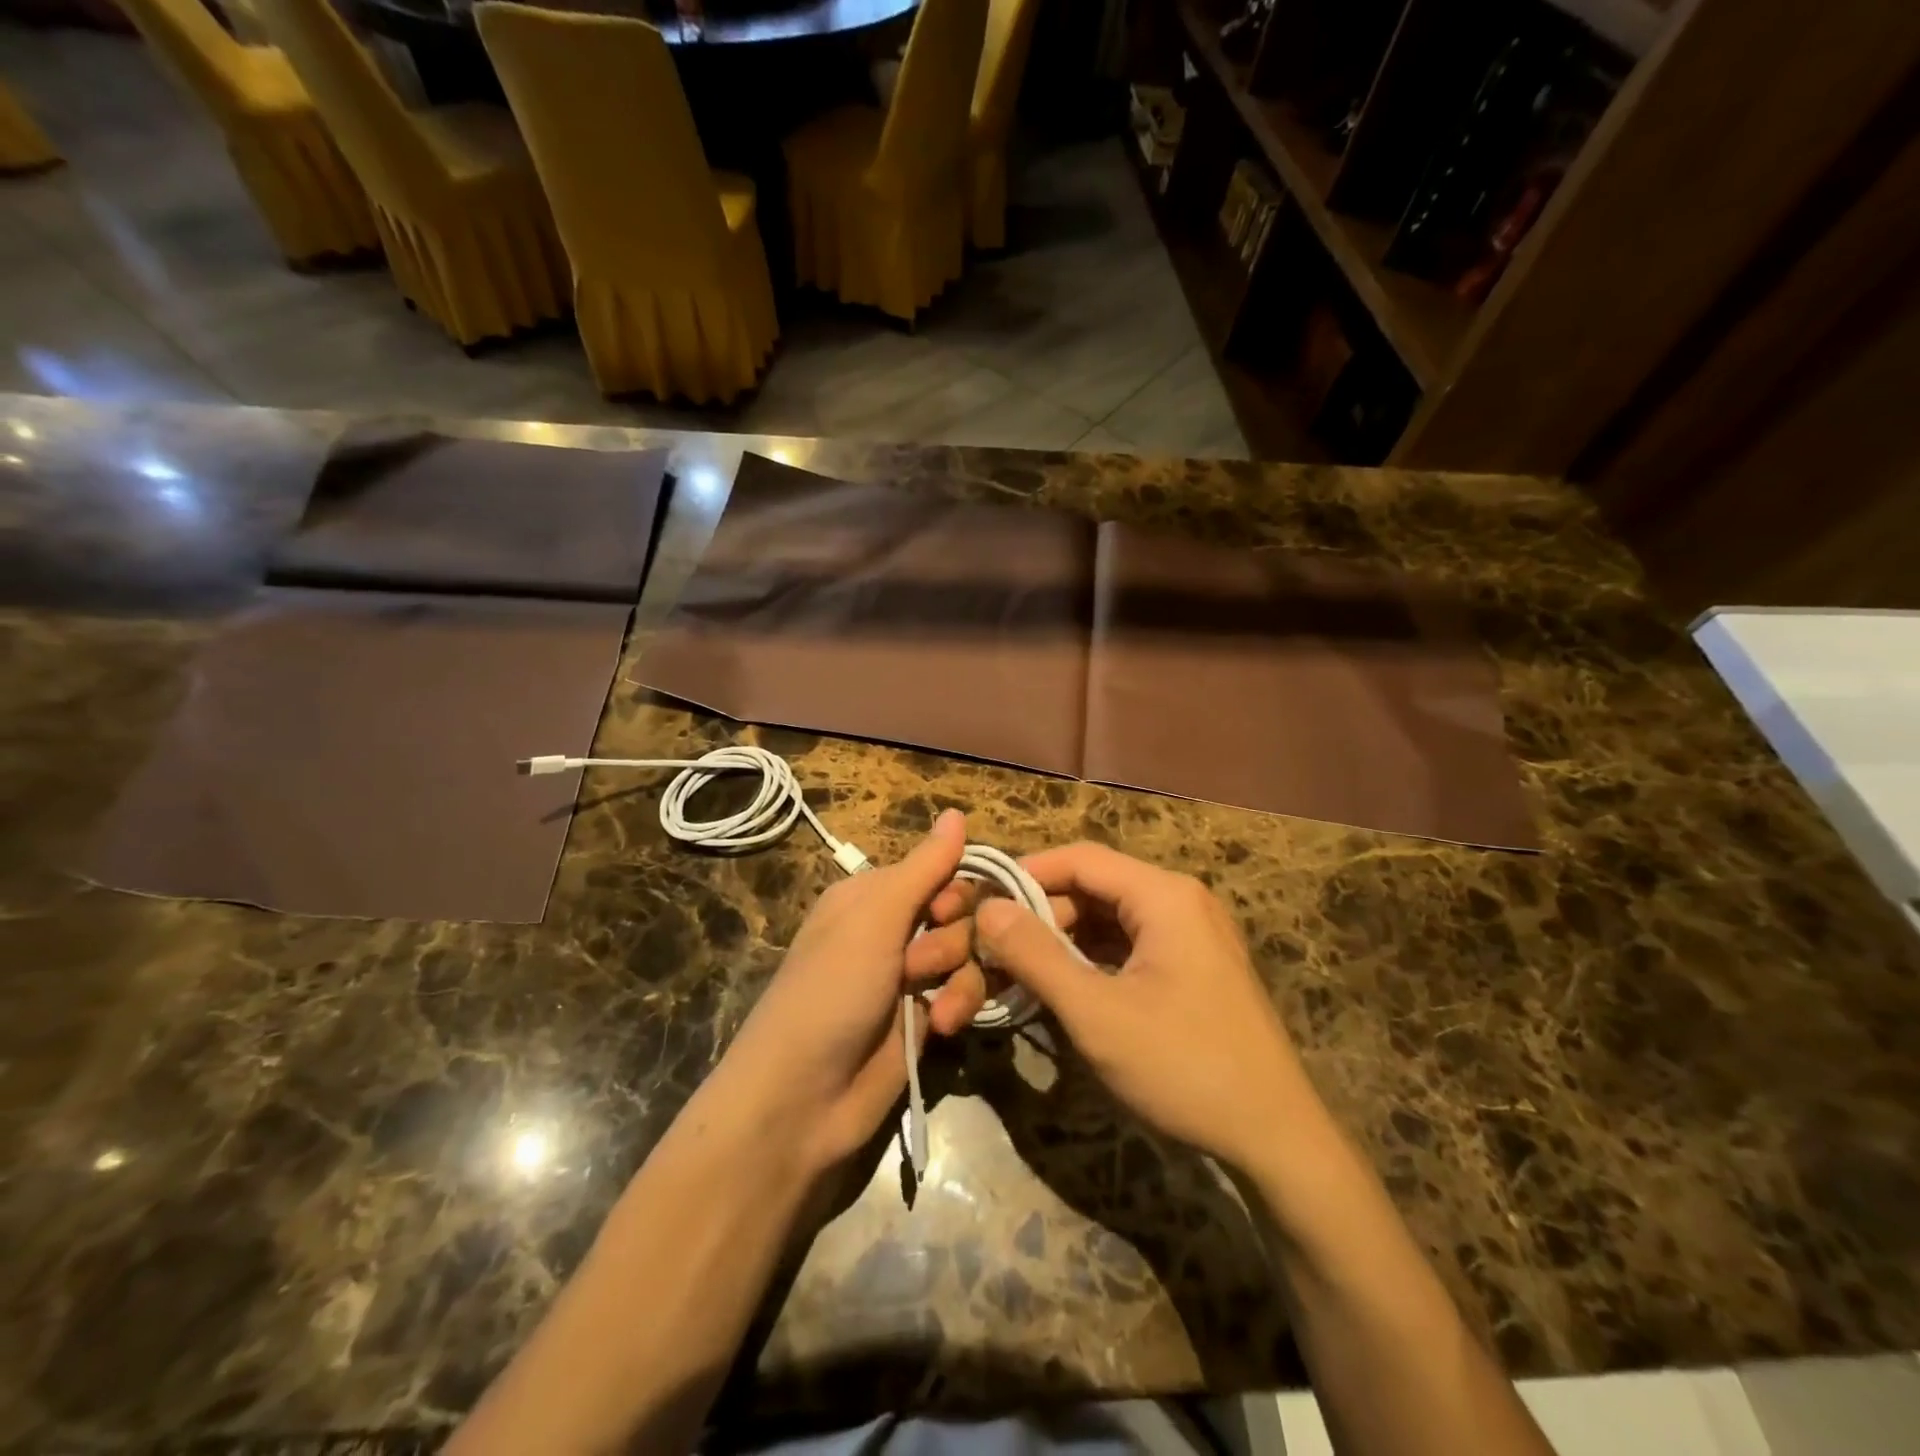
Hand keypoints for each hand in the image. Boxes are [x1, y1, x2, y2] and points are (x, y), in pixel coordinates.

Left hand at [699, 809, 986, 1174]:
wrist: (802, 1100)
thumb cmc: (831, 991)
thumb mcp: (874, 920)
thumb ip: (924, 868)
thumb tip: (957, 812)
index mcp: (873, 896)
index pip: (940, 870)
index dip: (957, 889)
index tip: (949, 910)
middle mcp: (893, 930)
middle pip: (963, 913)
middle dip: (955, 938)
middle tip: (922, 963)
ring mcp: (911, 977)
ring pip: (971, 955)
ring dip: (961, 977)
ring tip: (934, 1008)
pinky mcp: (926, 1019)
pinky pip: (965, 994)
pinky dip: (958, 1007)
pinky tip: (941, 1027)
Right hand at [925, 842, 1313, 1172]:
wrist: (1277, 1138)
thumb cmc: (1184, 1066)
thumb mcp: (1096, 1012)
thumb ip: (1036, 955)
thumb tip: (987, 908)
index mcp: (1164, 895)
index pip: (1079, 859)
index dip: (1026, 874)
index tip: (980, 900)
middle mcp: (1180, 901)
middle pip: (1094, 887)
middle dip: (1040, 914)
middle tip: (993, 948)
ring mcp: (1191, 934)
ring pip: (1109, 918)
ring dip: (1062, 940)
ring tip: (1016, 971)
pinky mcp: (1192, 965)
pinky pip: (1129, 945)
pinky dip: (1090, 960)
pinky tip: (1061, 987)